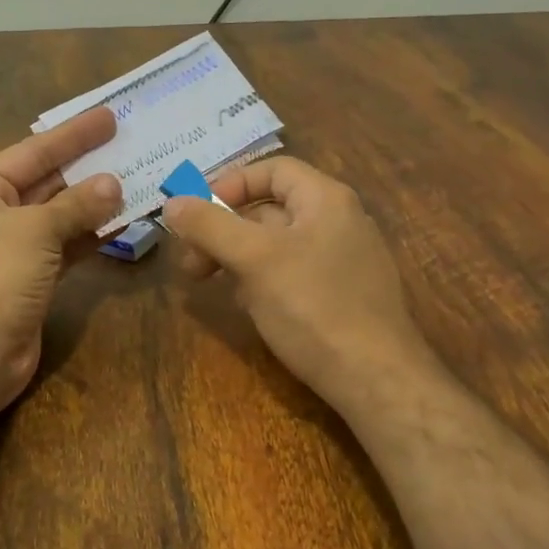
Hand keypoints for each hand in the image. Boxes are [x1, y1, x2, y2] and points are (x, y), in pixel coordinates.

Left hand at [0, 109, 122, 412]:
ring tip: (137, 180)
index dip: (73, 134)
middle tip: (130, 145)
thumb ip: (77, 205)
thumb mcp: (35, 231)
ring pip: (59, 216)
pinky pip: (65, 246)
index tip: (109, 116)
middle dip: (87, 166)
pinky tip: (123, 221)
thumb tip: (115, 185)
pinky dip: (90, 235)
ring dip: (94, 202)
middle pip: (46, 181)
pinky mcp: (30, 278)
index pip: (32, 151)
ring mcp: (11, 248)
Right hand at [161, 157, 437, 417]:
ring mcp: (344, 261)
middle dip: (224, 230)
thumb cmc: (313, 307)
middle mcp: (339, 222)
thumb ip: (210, 226)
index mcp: (326, 200)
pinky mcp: (342, 296)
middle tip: (192, 263)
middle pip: (270, 209)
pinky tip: (248, 307)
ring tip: (213, 285)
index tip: (196, 214)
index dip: (230, 184)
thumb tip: (172, 203)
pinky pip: (293, 274)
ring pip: (278, 245)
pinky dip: (263, 281)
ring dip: (238, 257)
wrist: (376, 379)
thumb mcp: (254, 260)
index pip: (273, 169)